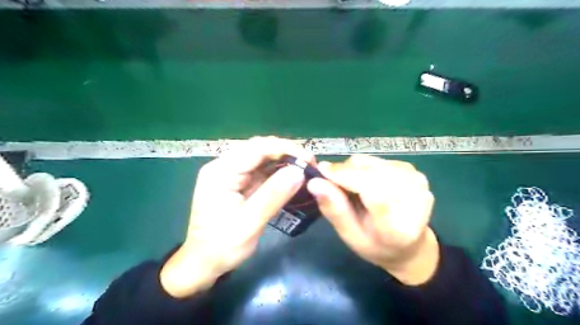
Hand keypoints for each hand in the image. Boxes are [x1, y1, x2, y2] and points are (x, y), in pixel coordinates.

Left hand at [157, 136, 314, 297]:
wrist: (203, 263)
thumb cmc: (222, 246)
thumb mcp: (249, 223)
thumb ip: (273, 195)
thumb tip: (299, 171)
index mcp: (221, 172)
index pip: (256, 148)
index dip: (285, 149)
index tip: (308, 159)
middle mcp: (223, 166)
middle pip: (259, 148)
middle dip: (286, 153)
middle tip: (310, 165)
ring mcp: (230, 173)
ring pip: (261, 157)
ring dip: (284, 161)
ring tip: (304, 169)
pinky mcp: (237, 182)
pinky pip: (260, 170)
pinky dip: (277, 171)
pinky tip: (291, 176)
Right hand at [308, 156, 439, 284]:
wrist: (410, 245)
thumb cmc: (376, 245)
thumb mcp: (350, 236)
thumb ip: (334, 210)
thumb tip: (314, 182)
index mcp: (398, 226)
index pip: (372, 191)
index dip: (345, 177)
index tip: (321, 171)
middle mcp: (414, 199)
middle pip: (369, 172)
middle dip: (345, 173)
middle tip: (333, 185)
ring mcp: (417, 181)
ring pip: (371, 162)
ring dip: (354, 170)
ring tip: (352, 188)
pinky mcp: (413, 171)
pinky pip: (377, 160)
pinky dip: (364, 168)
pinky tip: (366, 183)